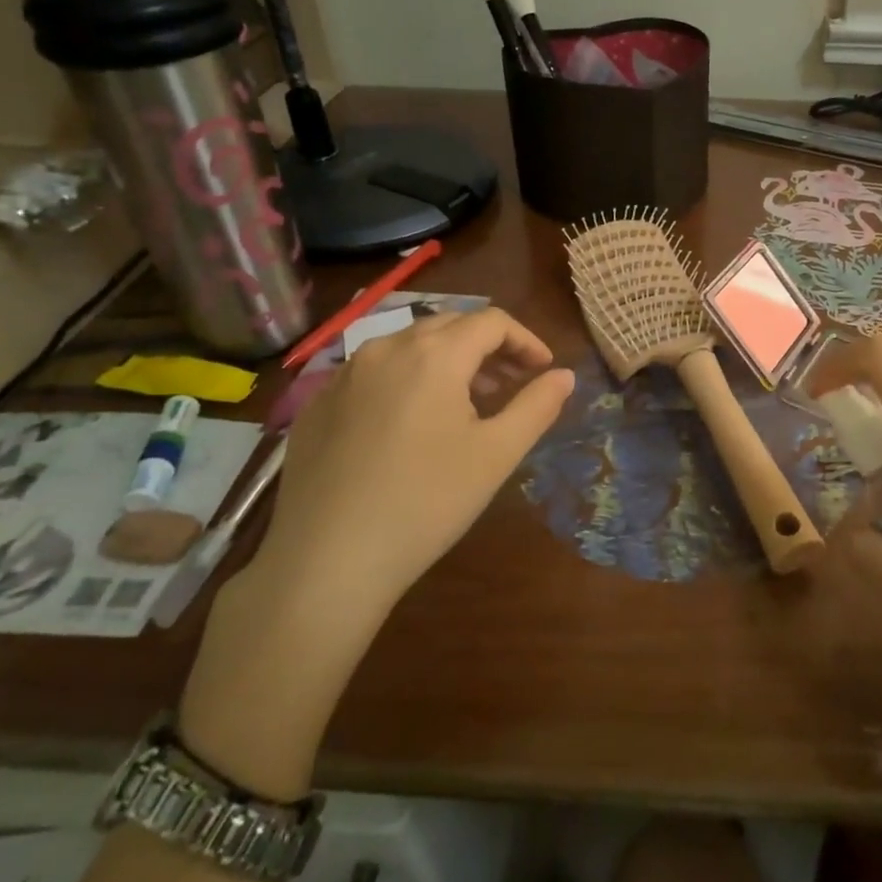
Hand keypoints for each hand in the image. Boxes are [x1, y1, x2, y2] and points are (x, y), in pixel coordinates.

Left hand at [256, 306, 573, 614]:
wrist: (327, 560)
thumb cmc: (427, 503)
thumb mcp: (496, 455)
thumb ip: (537, 406)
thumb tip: (564, 375)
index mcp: (434, 355)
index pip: (491, 321)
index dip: (525, 340)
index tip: (543, 371)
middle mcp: (386, 349)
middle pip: (449, 326)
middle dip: (488, 347)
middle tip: (510, 385)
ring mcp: (344, 375)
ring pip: (408, 346)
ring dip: (447, 361)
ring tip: (465, 404)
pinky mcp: (317, 404)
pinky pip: (373, 373)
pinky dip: (405, 381)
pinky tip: (409, 426)